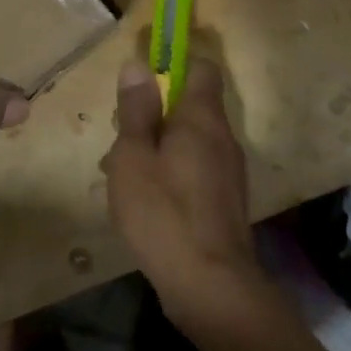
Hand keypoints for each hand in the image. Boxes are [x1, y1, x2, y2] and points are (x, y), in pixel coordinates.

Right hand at [104, 57, 263, 332]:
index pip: (201, 68)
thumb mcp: (133, 156)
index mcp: (201, 118)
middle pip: (191, 106)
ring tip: (124, 173)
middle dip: (155, 113)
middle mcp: (223, 138)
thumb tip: (138, 65)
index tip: (144, 78)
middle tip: (121, 136)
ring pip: (191, 140)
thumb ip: (136, 110)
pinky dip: (172, 172)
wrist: (211, 287)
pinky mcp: (226, 202)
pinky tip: (146, 200)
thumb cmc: (163, 213)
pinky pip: (196, 169)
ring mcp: (229, 172)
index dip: (174, 64)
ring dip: (159, 146)